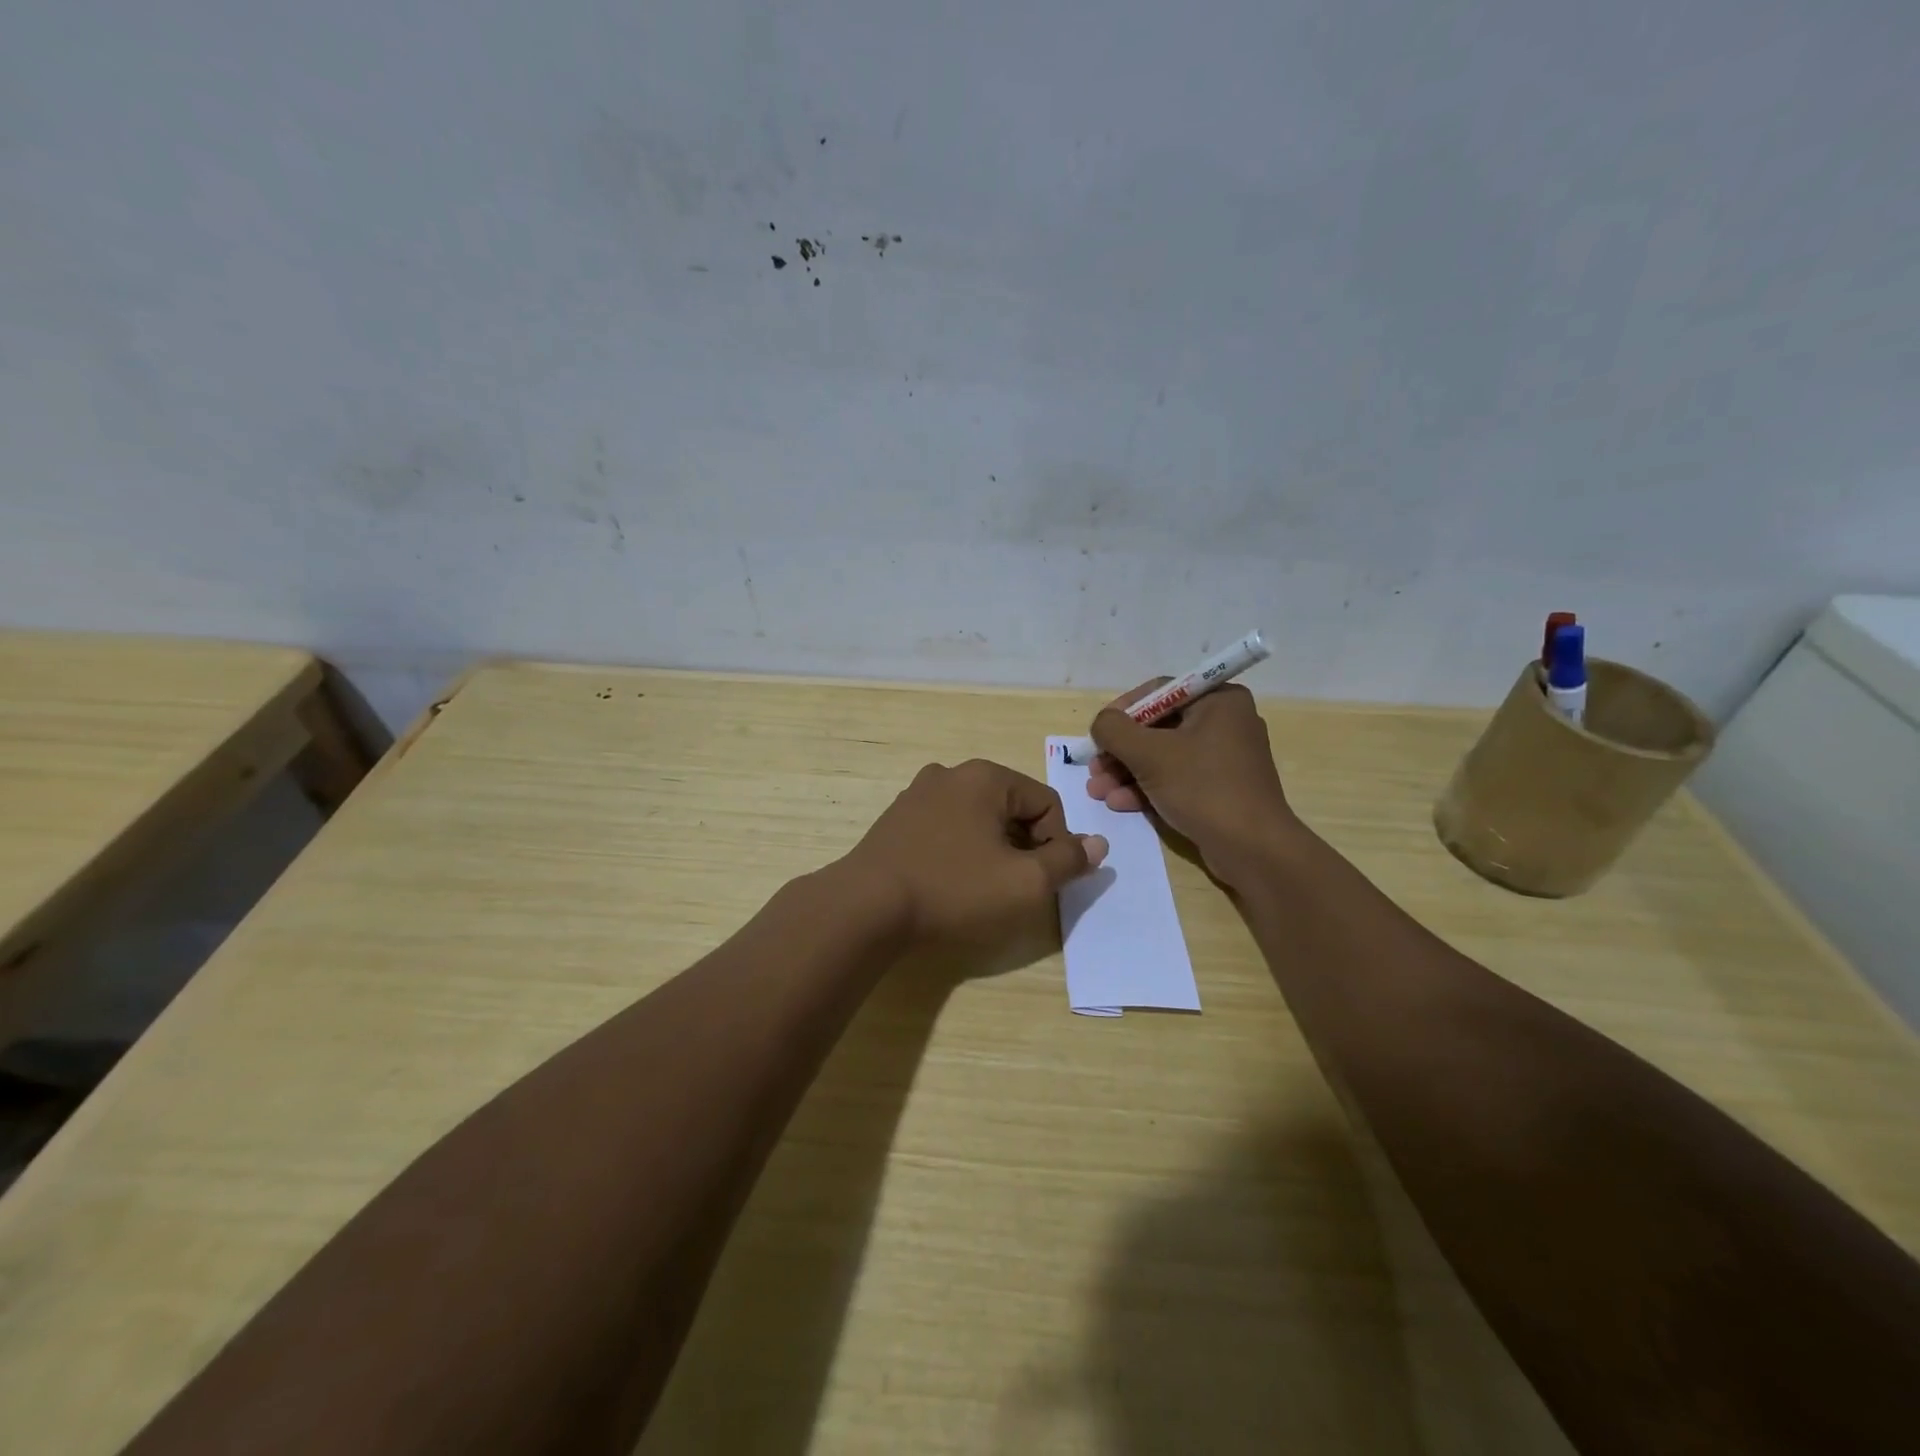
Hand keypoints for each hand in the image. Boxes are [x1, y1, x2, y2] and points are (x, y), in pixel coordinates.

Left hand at [842, 759, 1107, 946]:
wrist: (866, 908)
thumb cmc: (954, 890)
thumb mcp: (1025, 883)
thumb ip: (1068, 861)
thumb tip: (1097, 845)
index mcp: (985, 777)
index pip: (1047, 802)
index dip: (1057, 843)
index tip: (1043, 881)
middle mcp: (950, 774)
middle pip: (1011, 807)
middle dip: (1024, 845)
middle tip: (1016, 887)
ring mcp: (917, 794)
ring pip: (977, 819)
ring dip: (992, 849)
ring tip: (982, 889)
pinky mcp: (896, 820)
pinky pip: (946, 828)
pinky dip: (959, 851)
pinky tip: (950, 883)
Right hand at [1085, 679, 1298, 881]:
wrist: (1252, 848)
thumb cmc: (1203, 788)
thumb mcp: (1149, 754)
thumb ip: (1115, 730)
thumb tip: (1102, 724)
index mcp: (1219, 700)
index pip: (1158, 692)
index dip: (1121, 712)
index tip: (1097, 735)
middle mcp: (1225, 722)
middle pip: (1157, 727)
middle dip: (1120, 751)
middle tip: (1094, 770)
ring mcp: (1223, 757)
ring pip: (1163, 756)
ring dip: (1126, 772)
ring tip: (1098, 792)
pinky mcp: (1219, 788)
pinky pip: (1176, 778)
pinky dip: (1147, 787)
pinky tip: (1120, 803)